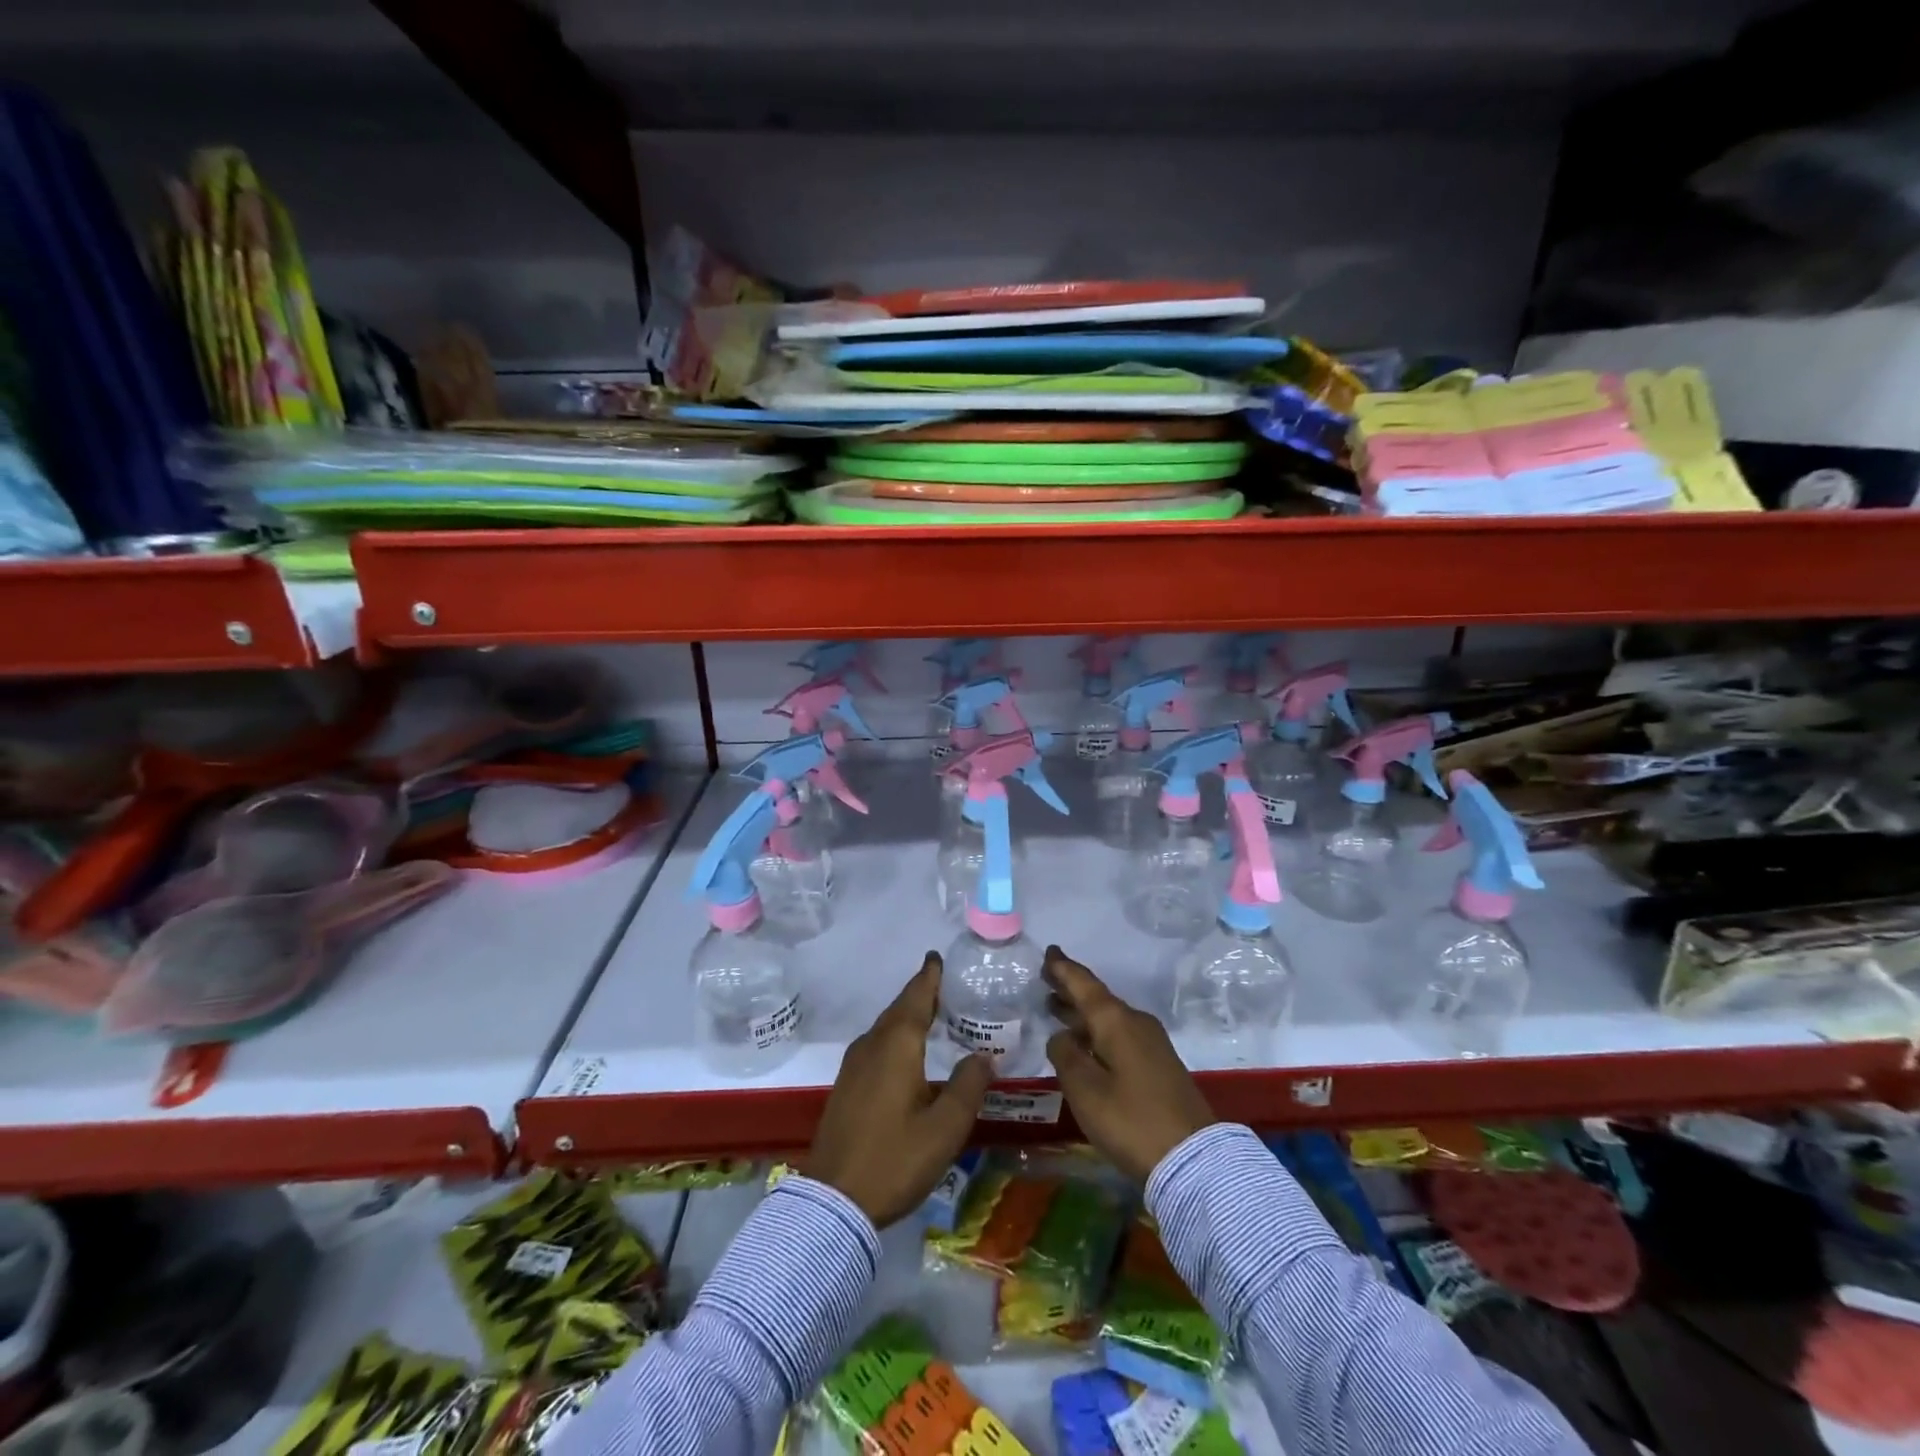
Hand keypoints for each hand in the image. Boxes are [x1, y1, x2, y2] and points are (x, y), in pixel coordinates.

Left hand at [805, 952, 994, 1226]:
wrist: (832, 1202)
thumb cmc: (894, 1159)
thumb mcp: (944, 1128)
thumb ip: (968, 1087)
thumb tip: (984, 1056)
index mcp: (896, 1046)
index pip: (916, 998)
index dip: (928, 977)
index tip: (936, 957)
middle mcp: (871, 1046)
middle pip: (899, 1010)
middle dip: (920, 994)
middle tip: (943, 984)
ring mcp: (853, 1066)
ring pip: (885, 1028)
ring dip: (907, 1016)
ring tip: (931, 1014)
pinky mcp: (846, 1087)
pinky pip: (876, 1046)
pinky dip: (895, 1037)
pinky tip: (906, 1054)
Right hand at [1044, 945, 1215, 1183]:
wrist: (1193, 1159)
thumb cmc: (1131, 1120)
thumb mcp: (1085, 1089)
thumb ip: (1065, 1056)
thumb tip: (1061, 1036)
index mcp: (1116, 1021)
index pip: (1084, 984)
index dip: (1064, 969)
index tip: (1049, 951)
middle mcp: (1135, 1023)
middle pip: (1097, 999)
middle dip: (1071, 990)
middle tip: (1045, 979)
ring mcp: (1151, 1044)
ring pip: (1108, 1019)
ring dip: (1082, 1013)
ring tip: (1056, 1008)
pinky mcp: (1158, 1065)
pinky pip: (1119, 1035)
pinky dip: (1096, 1032)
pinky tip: (1084, 1044)